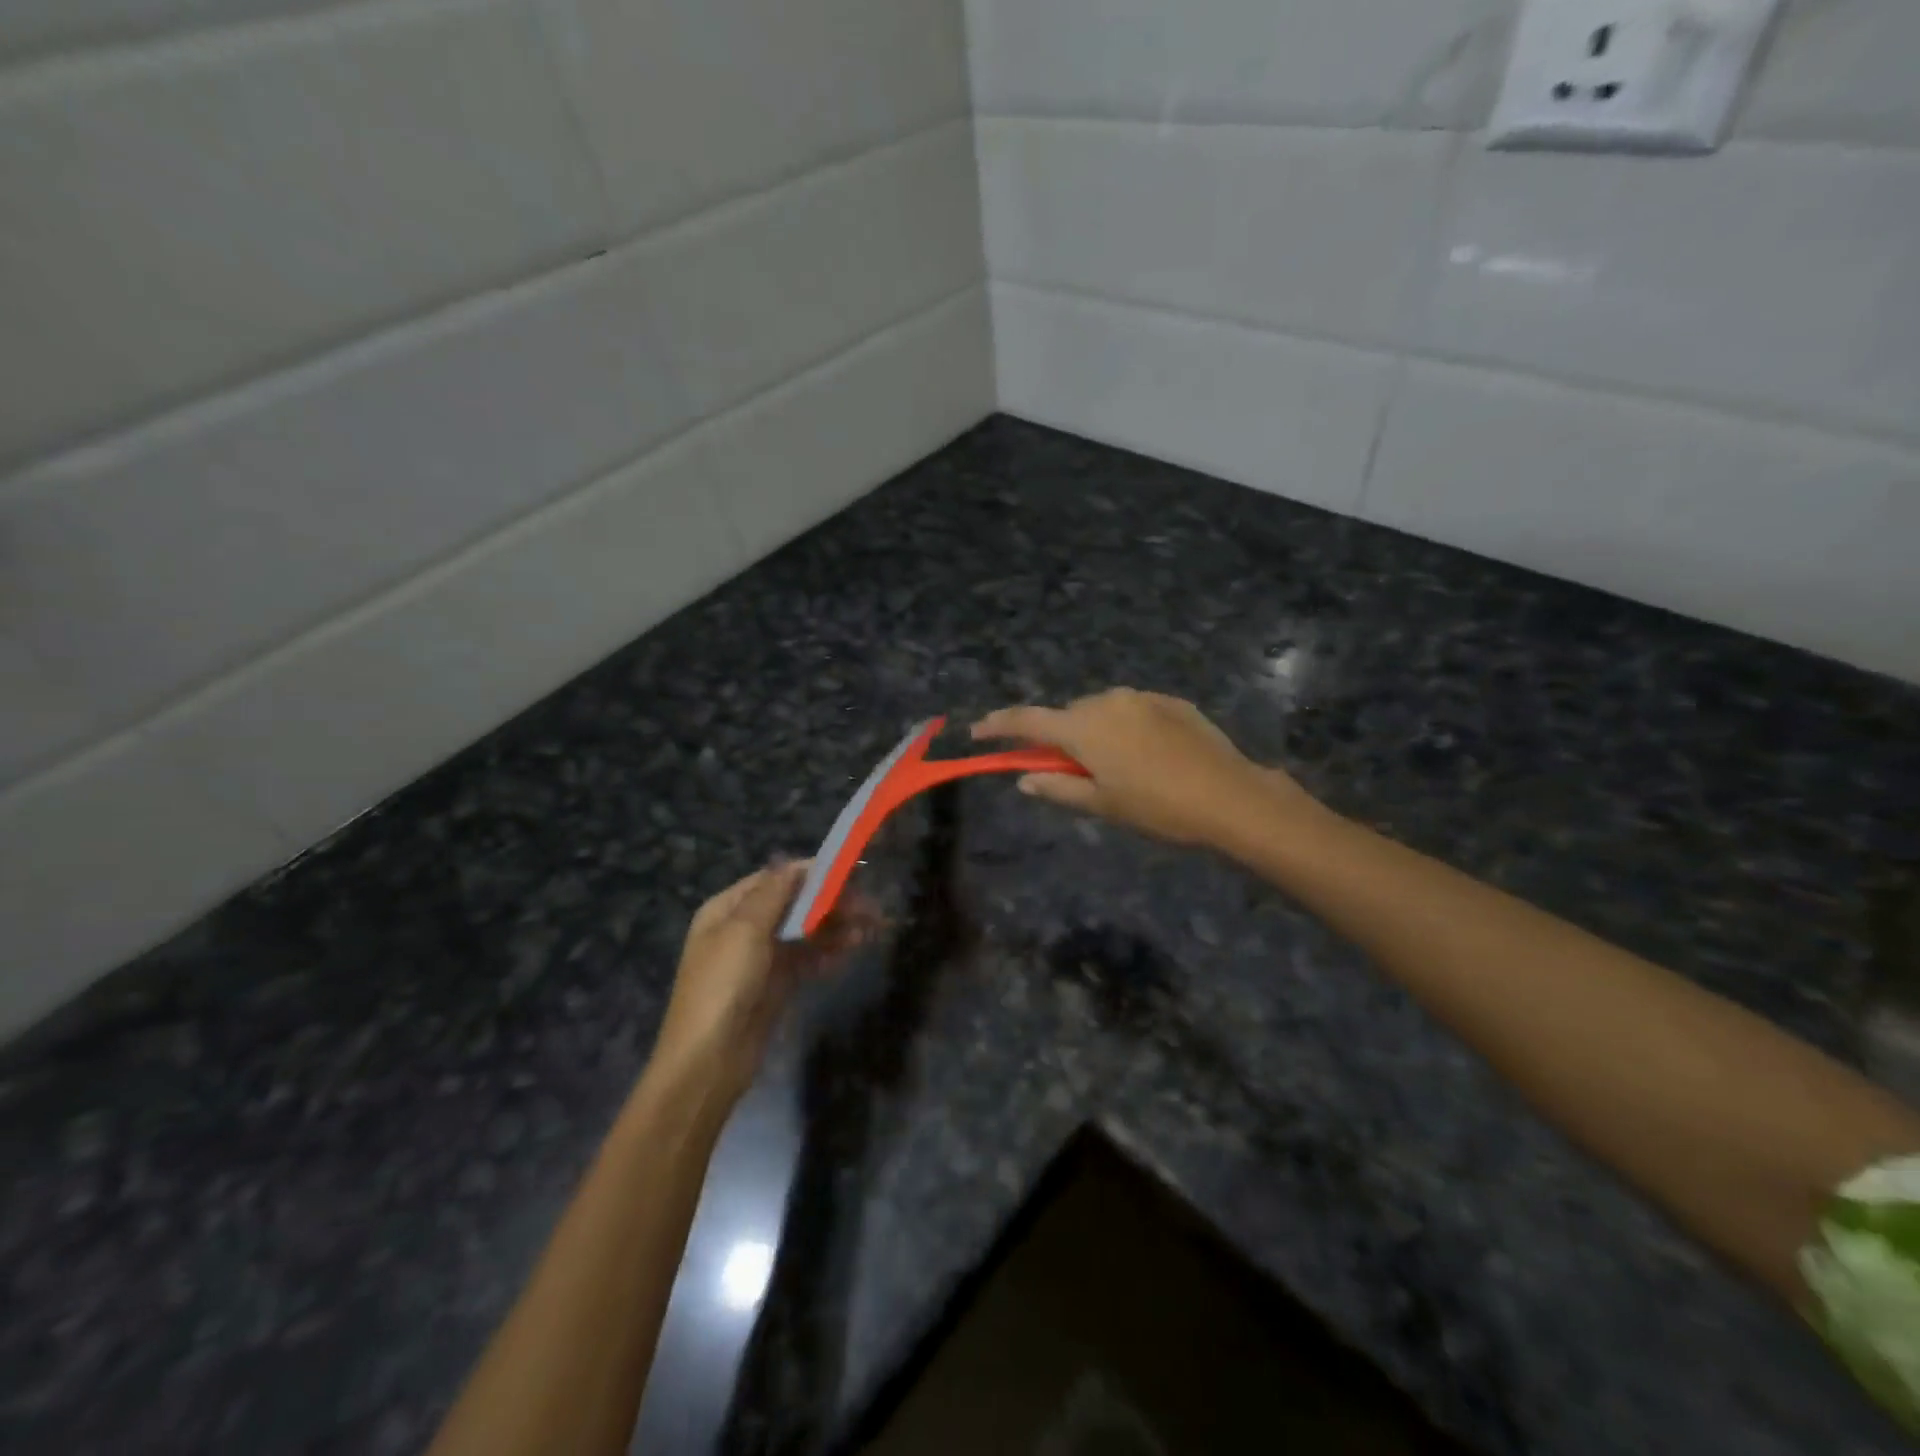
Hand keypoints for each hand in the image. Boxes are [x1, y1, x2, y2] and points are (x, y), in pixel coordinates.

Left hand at [649, 861, 866, 1106]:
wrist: (708, 1062)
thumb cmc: (723, 986)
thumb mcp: (744, 931)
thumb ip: (773, 894)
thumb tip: (793, 863)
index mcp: (727, 910)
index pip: (775, 879)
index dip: (812, 874)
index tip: (850, 872)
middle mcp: (743, 929)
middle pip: (794, 905)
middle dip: (830, 903)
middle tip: (870, 908)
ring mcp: (760, 959)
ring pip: (804, 933)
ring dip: (836, 928)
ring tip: (871, 929)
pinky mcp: (775, 986)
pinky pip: (806, 961)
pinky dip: (828, 953)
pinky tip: (853, 951)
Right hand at [973, 688, 1319, 850]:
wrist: (1230, 796)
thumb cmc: (1157, 807)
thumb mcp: (1102, 805)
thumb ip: (1058, 789)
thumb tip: (1025, 781)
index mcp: (1083, 727)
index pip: (1027, 721)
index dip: (998, 726)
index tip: (977, 732)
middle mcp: (1107, 701)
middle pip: (1067, 715)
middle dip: (1060, 738)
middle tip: (1070, 771)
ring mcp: (1142, 697)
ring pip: (1101, 711)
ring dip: (1095, 732)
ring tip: (1117, 767)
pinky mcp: (1170, 701)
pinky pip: (1132, 710)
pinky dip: (1126, 728)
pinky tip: (1148, 756)